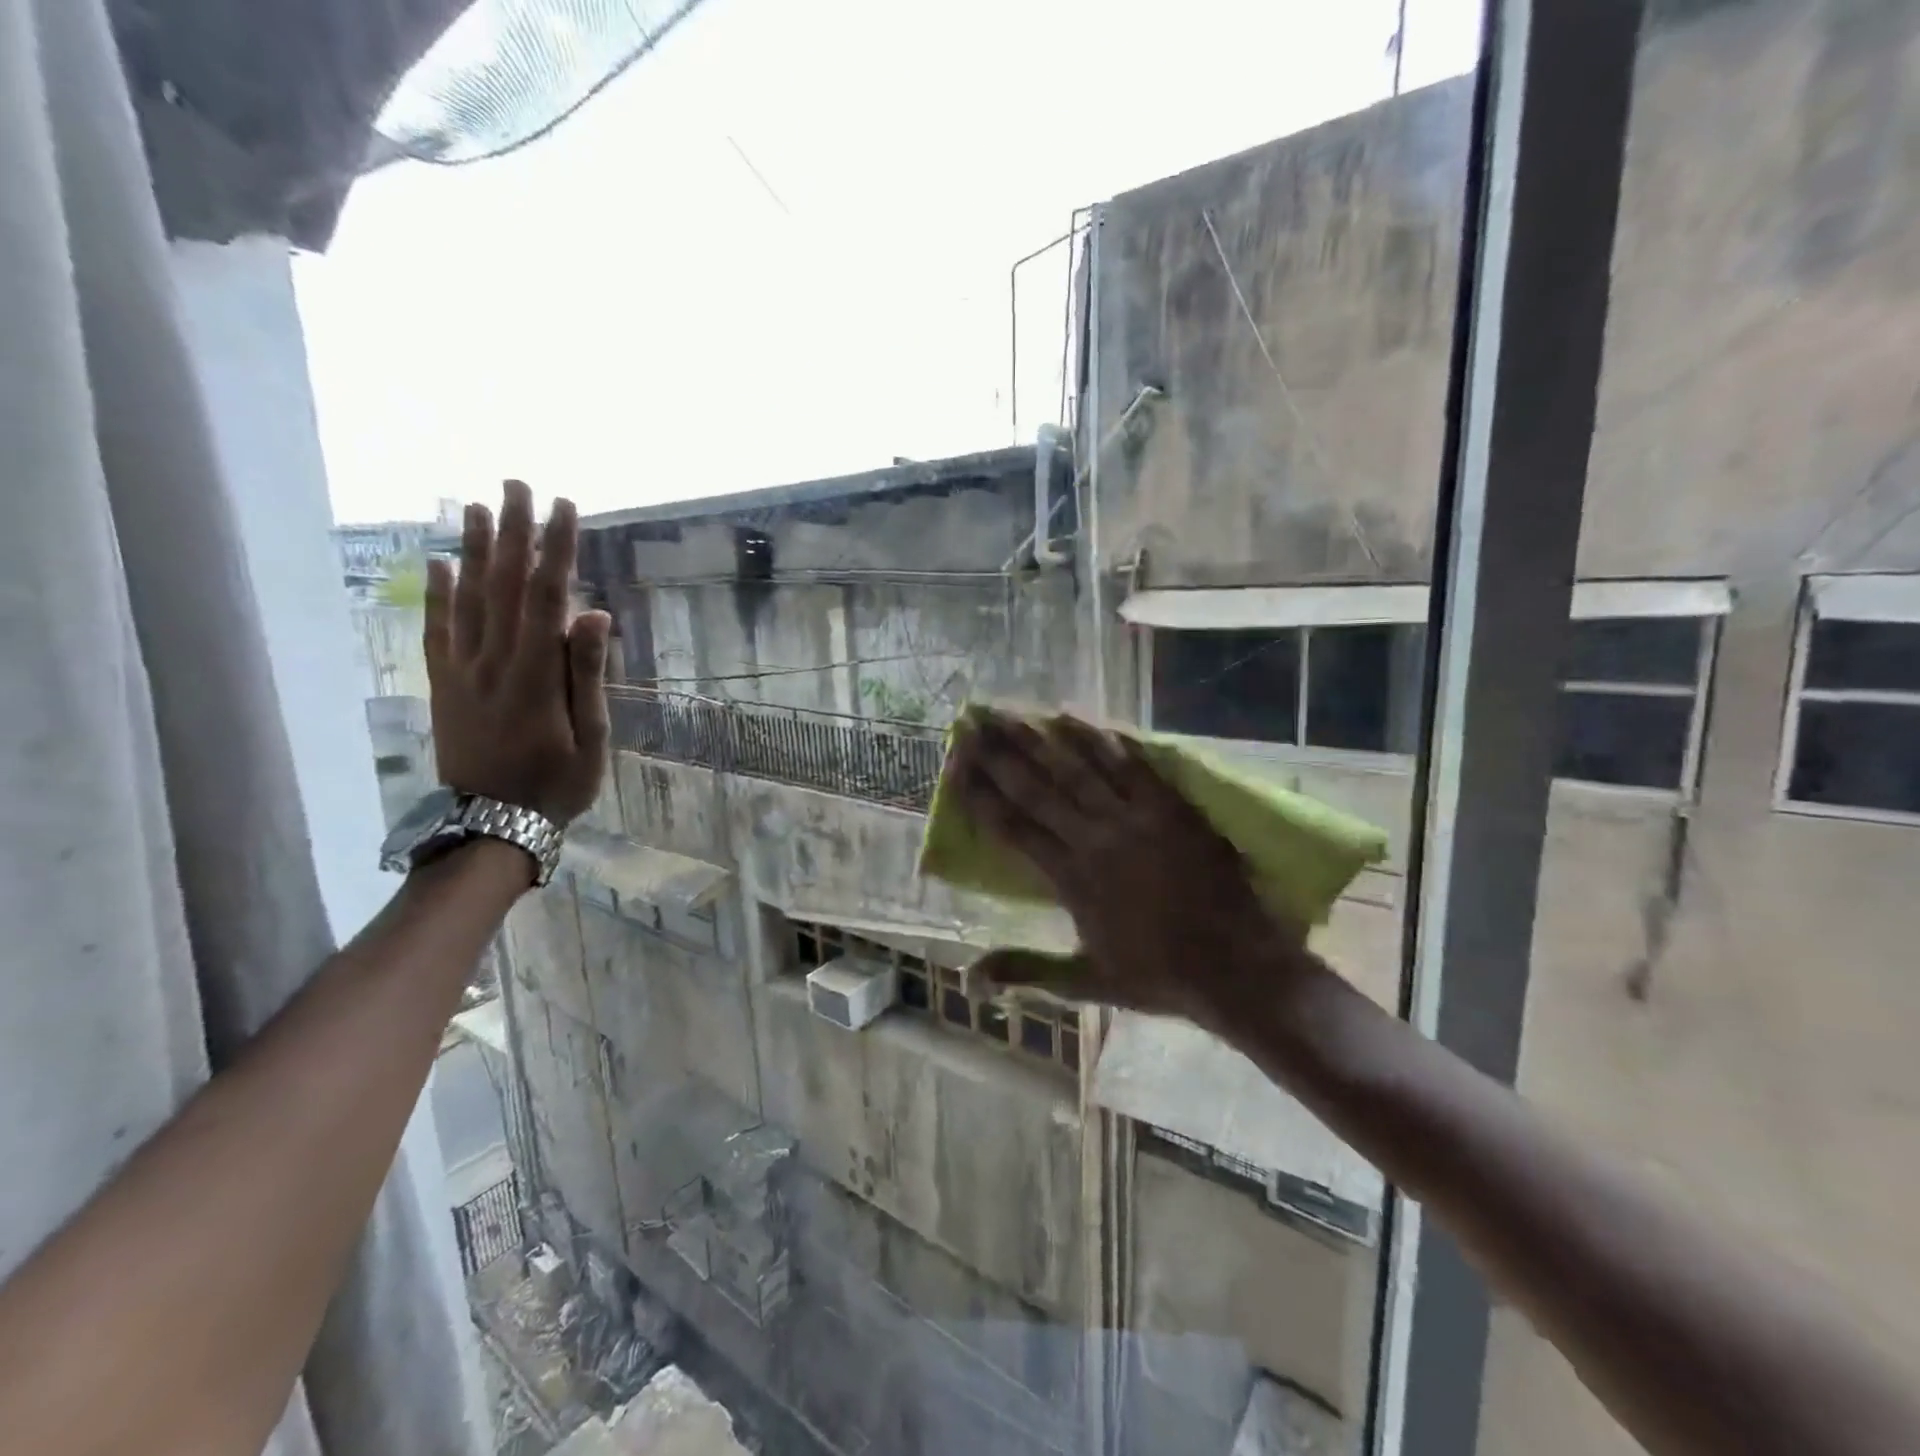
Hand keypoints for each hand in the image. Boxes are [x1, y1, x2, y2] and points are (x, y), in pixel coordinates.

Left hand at [423, 480, 610, 824]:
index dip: (556, 548)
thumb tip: (594, 614)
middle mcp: (493, 660)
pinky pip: (437, 630)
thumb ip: (588, 673)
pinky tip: (439, 563)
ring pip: (467, 598)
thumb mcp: (591, 737)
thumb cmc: (556, 784)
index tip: (565, 507)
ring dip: (473, 549)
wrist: (491, 825)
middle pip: (501, 584)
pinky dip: (437, 594)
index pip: (546, 596)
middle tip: (516, 485)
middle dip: (512, 531)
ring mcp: (462, 670)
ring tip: (477, 505)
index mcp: (535, 673)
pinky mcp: (443, 684)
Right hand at [949, 709, 1303, 1033]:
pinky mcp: (1170, 807)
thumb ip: (1028, 970)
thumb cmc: (1159, 976)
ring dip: (1041, 738)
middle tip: (971, 722)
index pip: (1013, 827)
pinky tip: (1077, 719)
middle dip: (999, 754)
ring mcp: (1135, 818)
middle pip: (1037, 788)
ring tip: (1011, 712)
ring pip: (1078, 768)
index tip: (955, 764)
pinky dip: (1102, 740)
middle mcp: (1095, 839)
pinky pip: (1131, 764)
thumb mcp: (1087, 982)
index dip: (980, 794)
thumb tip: (970, 976)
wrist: (1236, 967)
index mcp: (1071, 879)